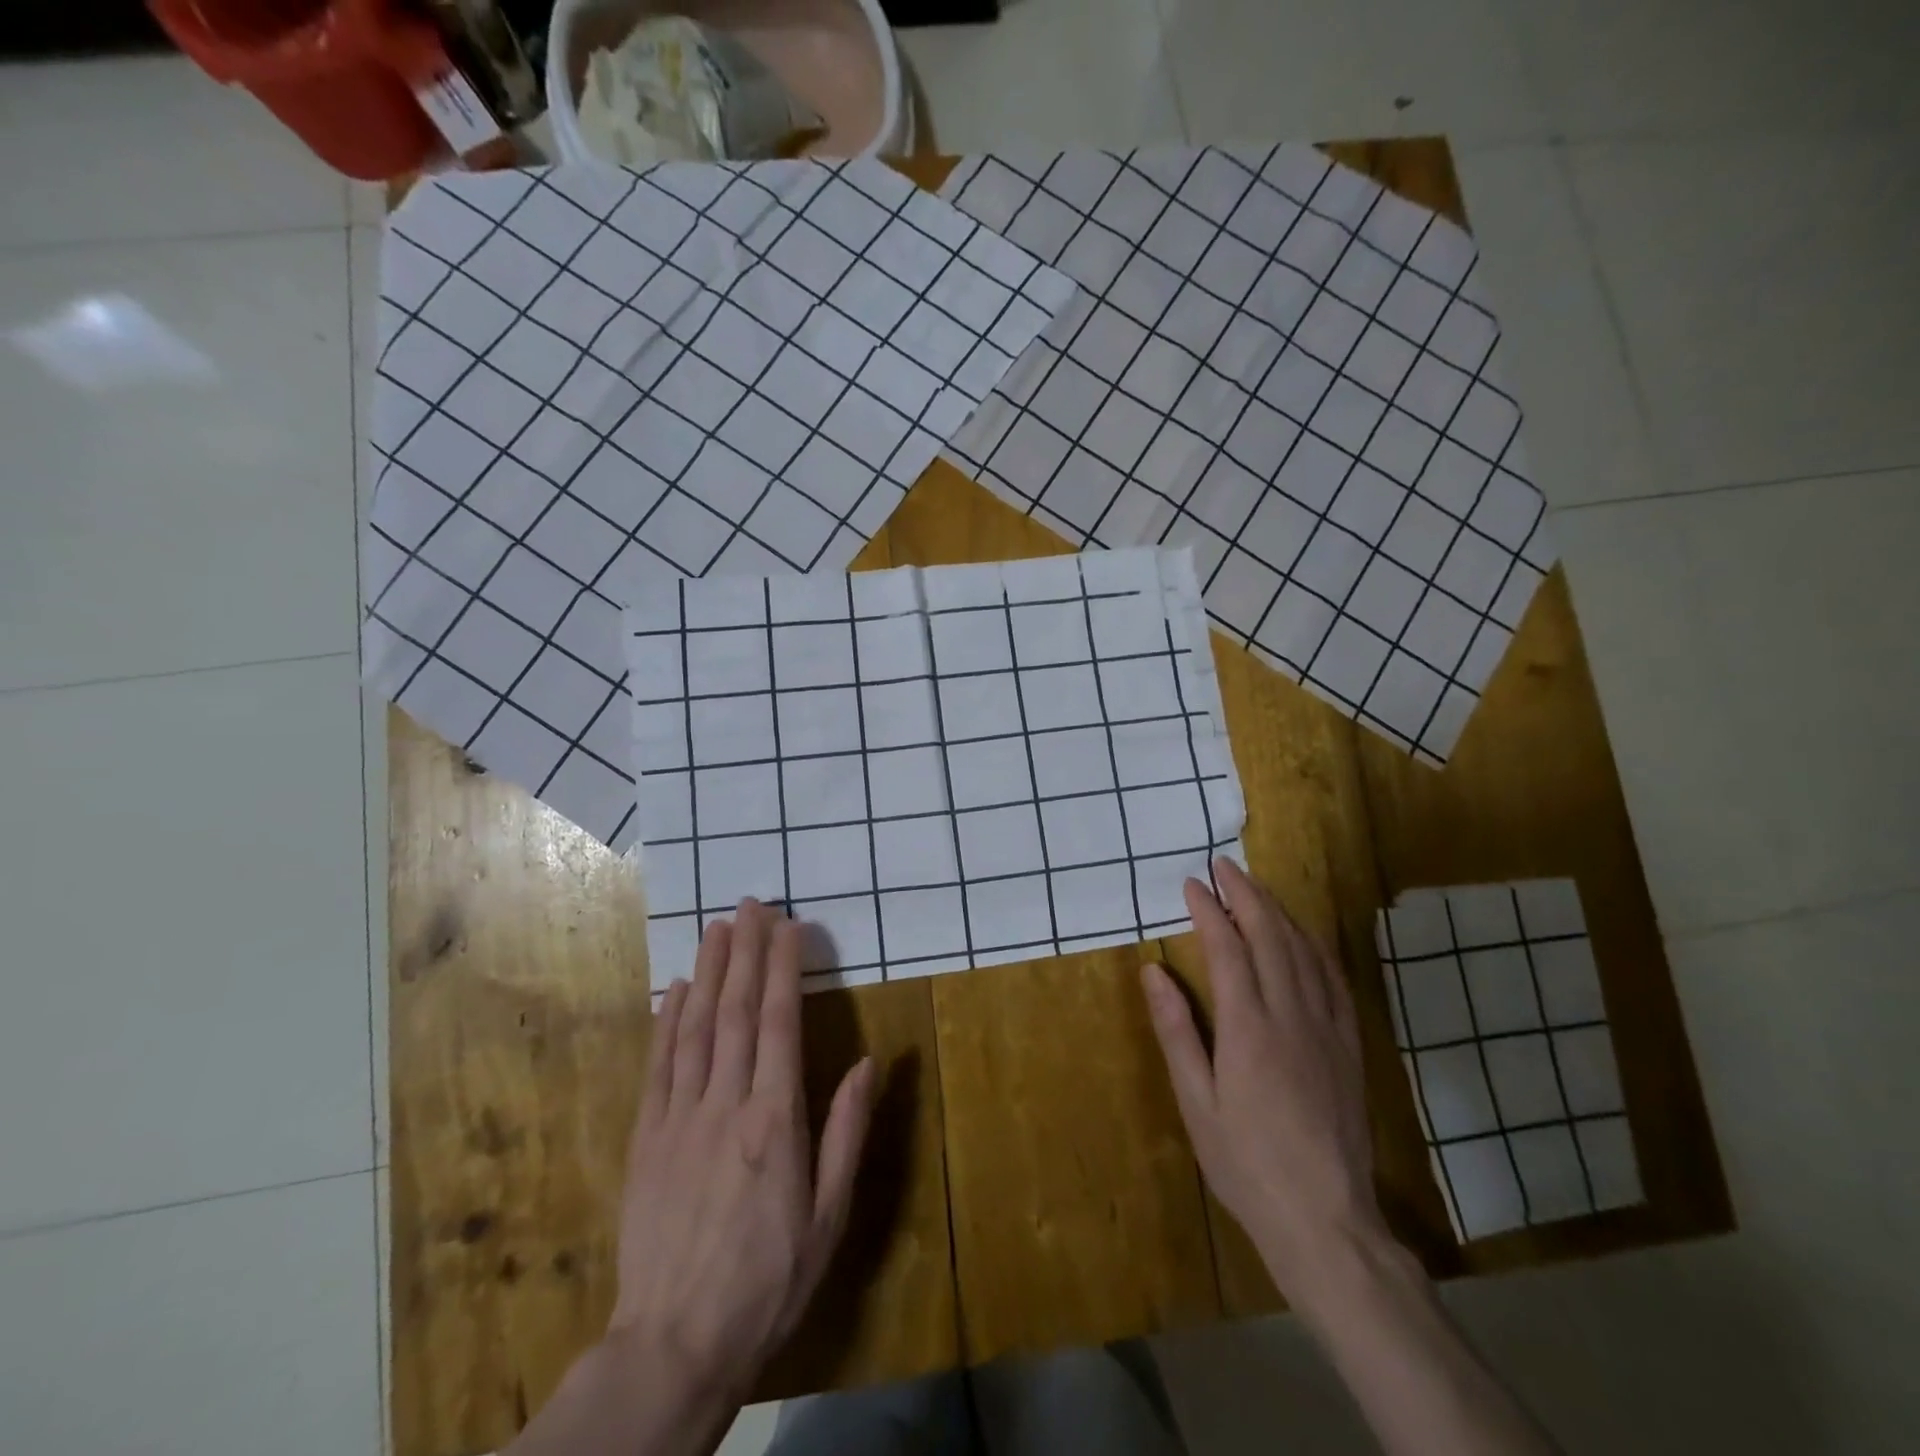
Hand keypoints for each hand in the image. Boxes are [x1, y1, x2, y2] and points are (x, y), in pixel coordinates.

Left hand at [611, 899, 874, 1408]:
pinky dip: (667, 1021)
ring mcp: (679, 1118)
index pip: (780, 1022)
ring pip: (695, 1027)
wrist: (673, 1344)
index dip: (784, 967)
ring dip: (708, 972)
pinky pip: (659, 1065)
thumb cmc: (768, 1279)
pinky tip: (673, 990)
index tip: (789, 926)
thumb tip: (867, 1063)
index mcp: (775, 1119)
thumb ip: (846, 1132)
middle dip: (746, 951)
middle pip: (737, 1010)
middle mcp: (726, 1104)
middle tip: (752, 905)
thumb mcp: (829, 1216)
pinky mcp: (646, 1138)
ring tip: (717, 928)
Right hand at [1141, 859, 1386, 1313]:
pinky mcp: (1349, 1044)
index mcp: (1249, 1028)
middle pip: (1271, 935)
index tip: (1192, 884)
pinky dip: (1313, 943)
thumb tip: (1154, 971)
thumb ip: (1177, 1031)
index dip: (1209, 910)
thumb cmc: (1246, 1162)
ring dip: (1279, 910)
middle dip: (1246, 894)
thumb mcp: (1196, 1102)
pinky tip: (1302, 935)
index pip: (1228, 948)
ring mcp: (1327, 1027)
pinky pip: (1333, 977)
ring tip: (1256, 887)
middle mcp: (1292, 1015)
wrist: (1326, 1219)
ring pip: (1305, 950)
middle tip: (1224, 866)